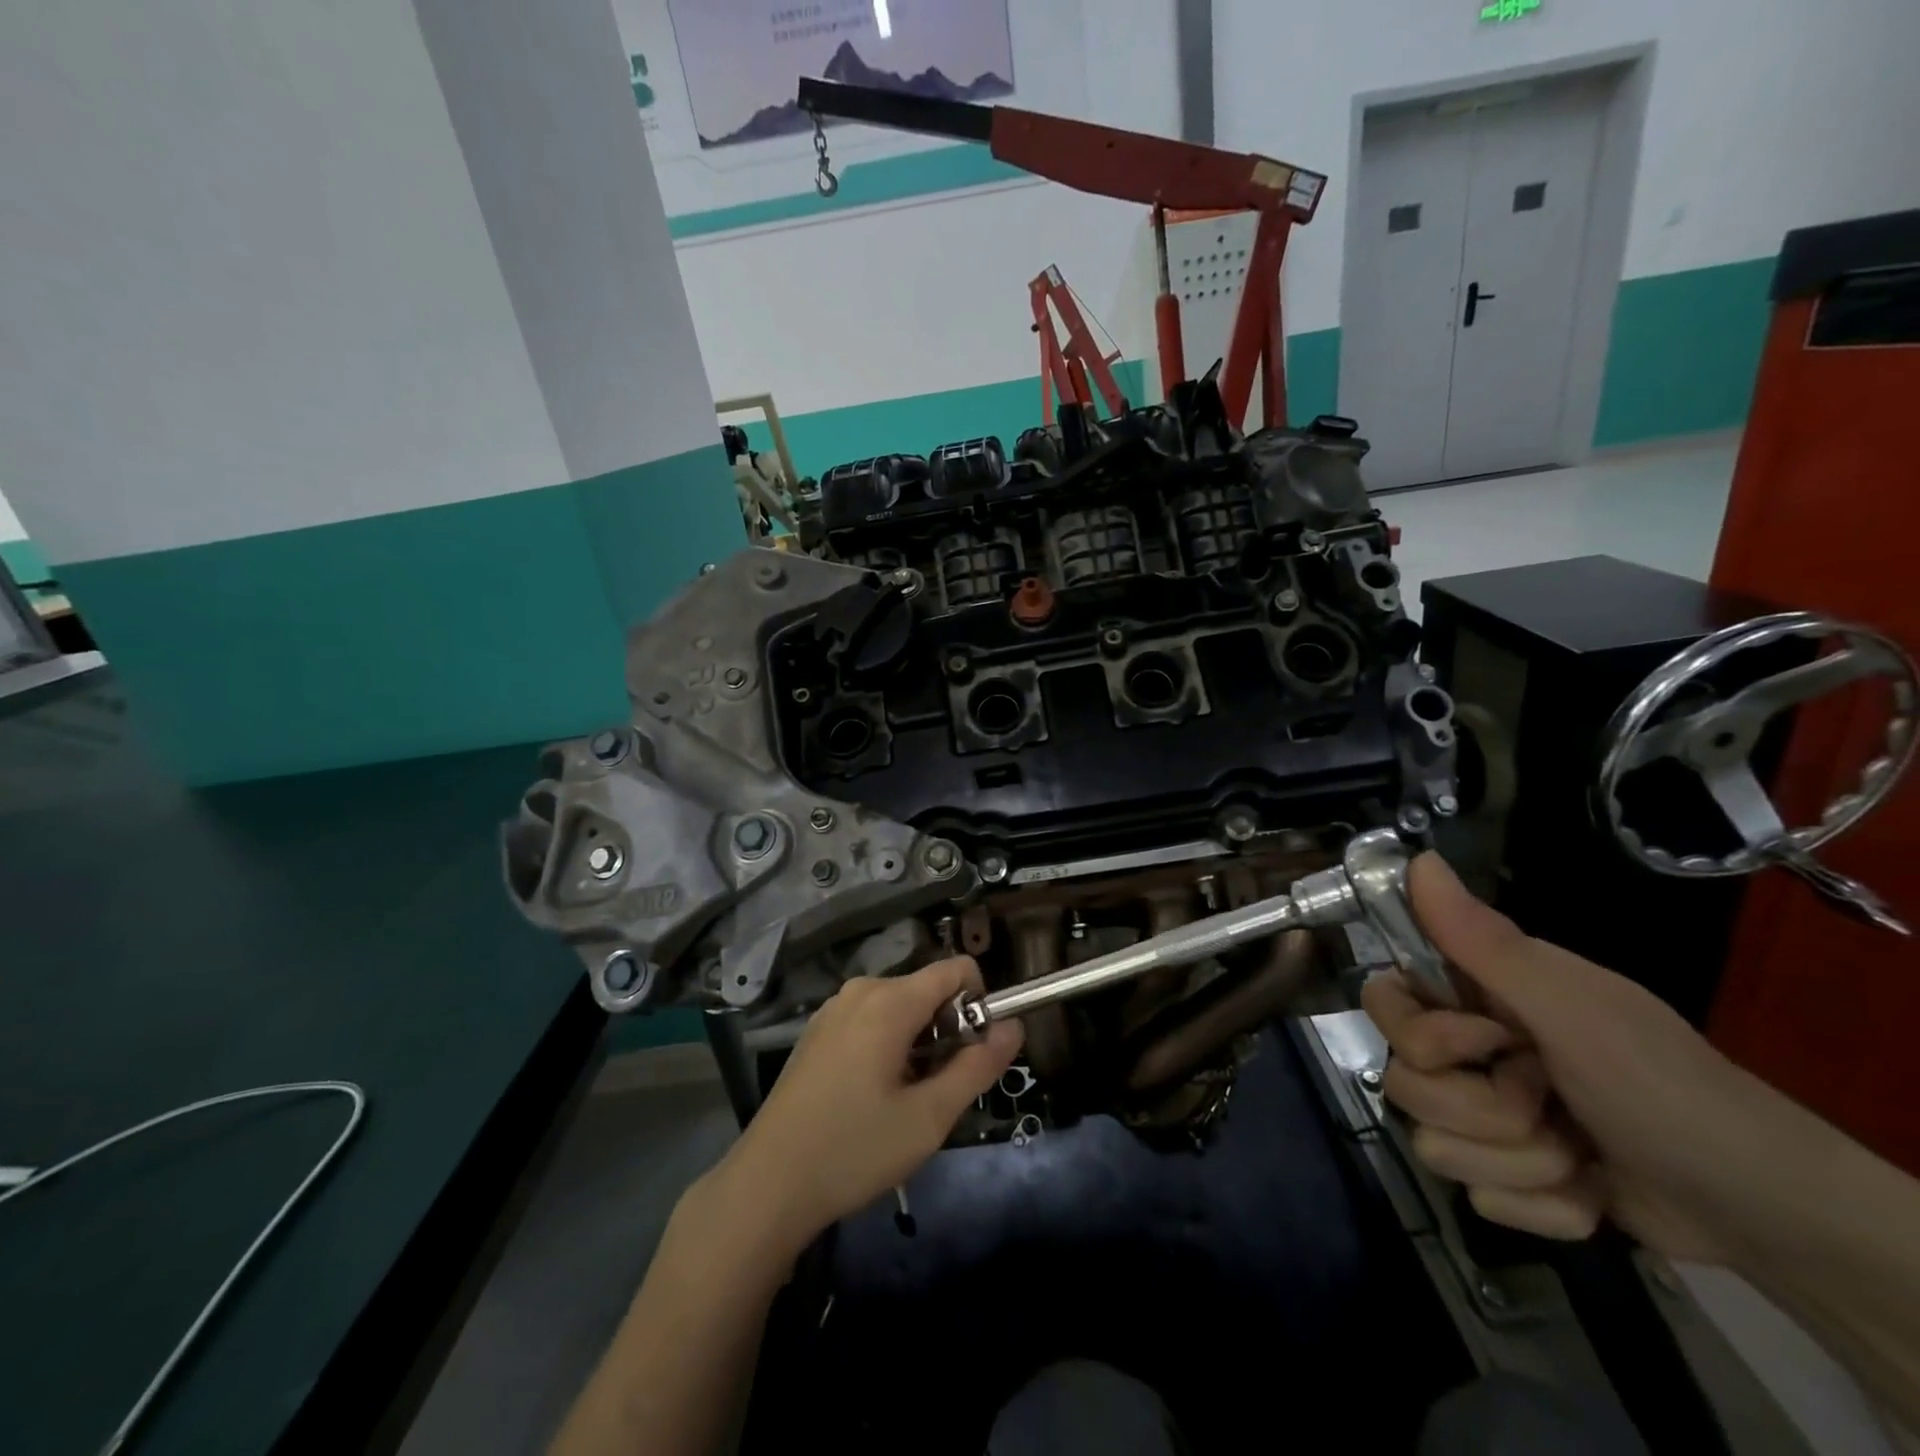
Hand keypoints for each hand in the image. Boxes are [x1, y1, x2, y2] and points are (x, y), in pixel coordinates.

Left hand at [711, 957, 1023, 1258]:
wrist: (767, 1185)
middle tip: (939, 1090)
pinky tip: (872, 1096)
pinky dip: (888, 1043)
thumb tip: (1015, 1027)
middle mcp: (861, 990)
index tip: (976, 1052)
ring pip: (900, 1006)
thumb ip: (978, 1066)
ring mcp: (834, 1009)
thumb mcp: (930, 1117)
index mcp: (890, 1000)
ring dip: (919, 1040)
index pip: (956, 969)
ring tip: (905, 1099)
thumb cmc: (854, 1149)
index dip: (980, 1002)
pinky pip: (871, 1019)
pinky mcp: (818, 1031)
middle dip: (948, 1029)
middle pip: (928, 989)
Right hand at [1362, 854, 1774, 1263]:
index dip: (1421, 1032)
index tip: (1487, 1041)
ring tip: (1580, 1154)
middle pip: (1403, 1081)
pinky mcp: (1508, 1177)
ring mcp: (1485, 1119)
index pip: (1383, 999)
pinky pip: (1480, 1196)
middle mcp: (1468, 1053)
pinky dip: (1544, 1203)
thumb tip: (1416, 858)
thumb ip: (1483, 940)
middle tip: (1549, 1100)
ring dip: (1522, 1161)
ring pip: (1435, 1145)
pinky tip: (1588, 1191)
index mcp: (1475, 999)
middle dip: (1483, 1109)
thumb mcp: (1572, 1008)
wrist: (1762, 1208)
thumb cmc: (1663, 1085)